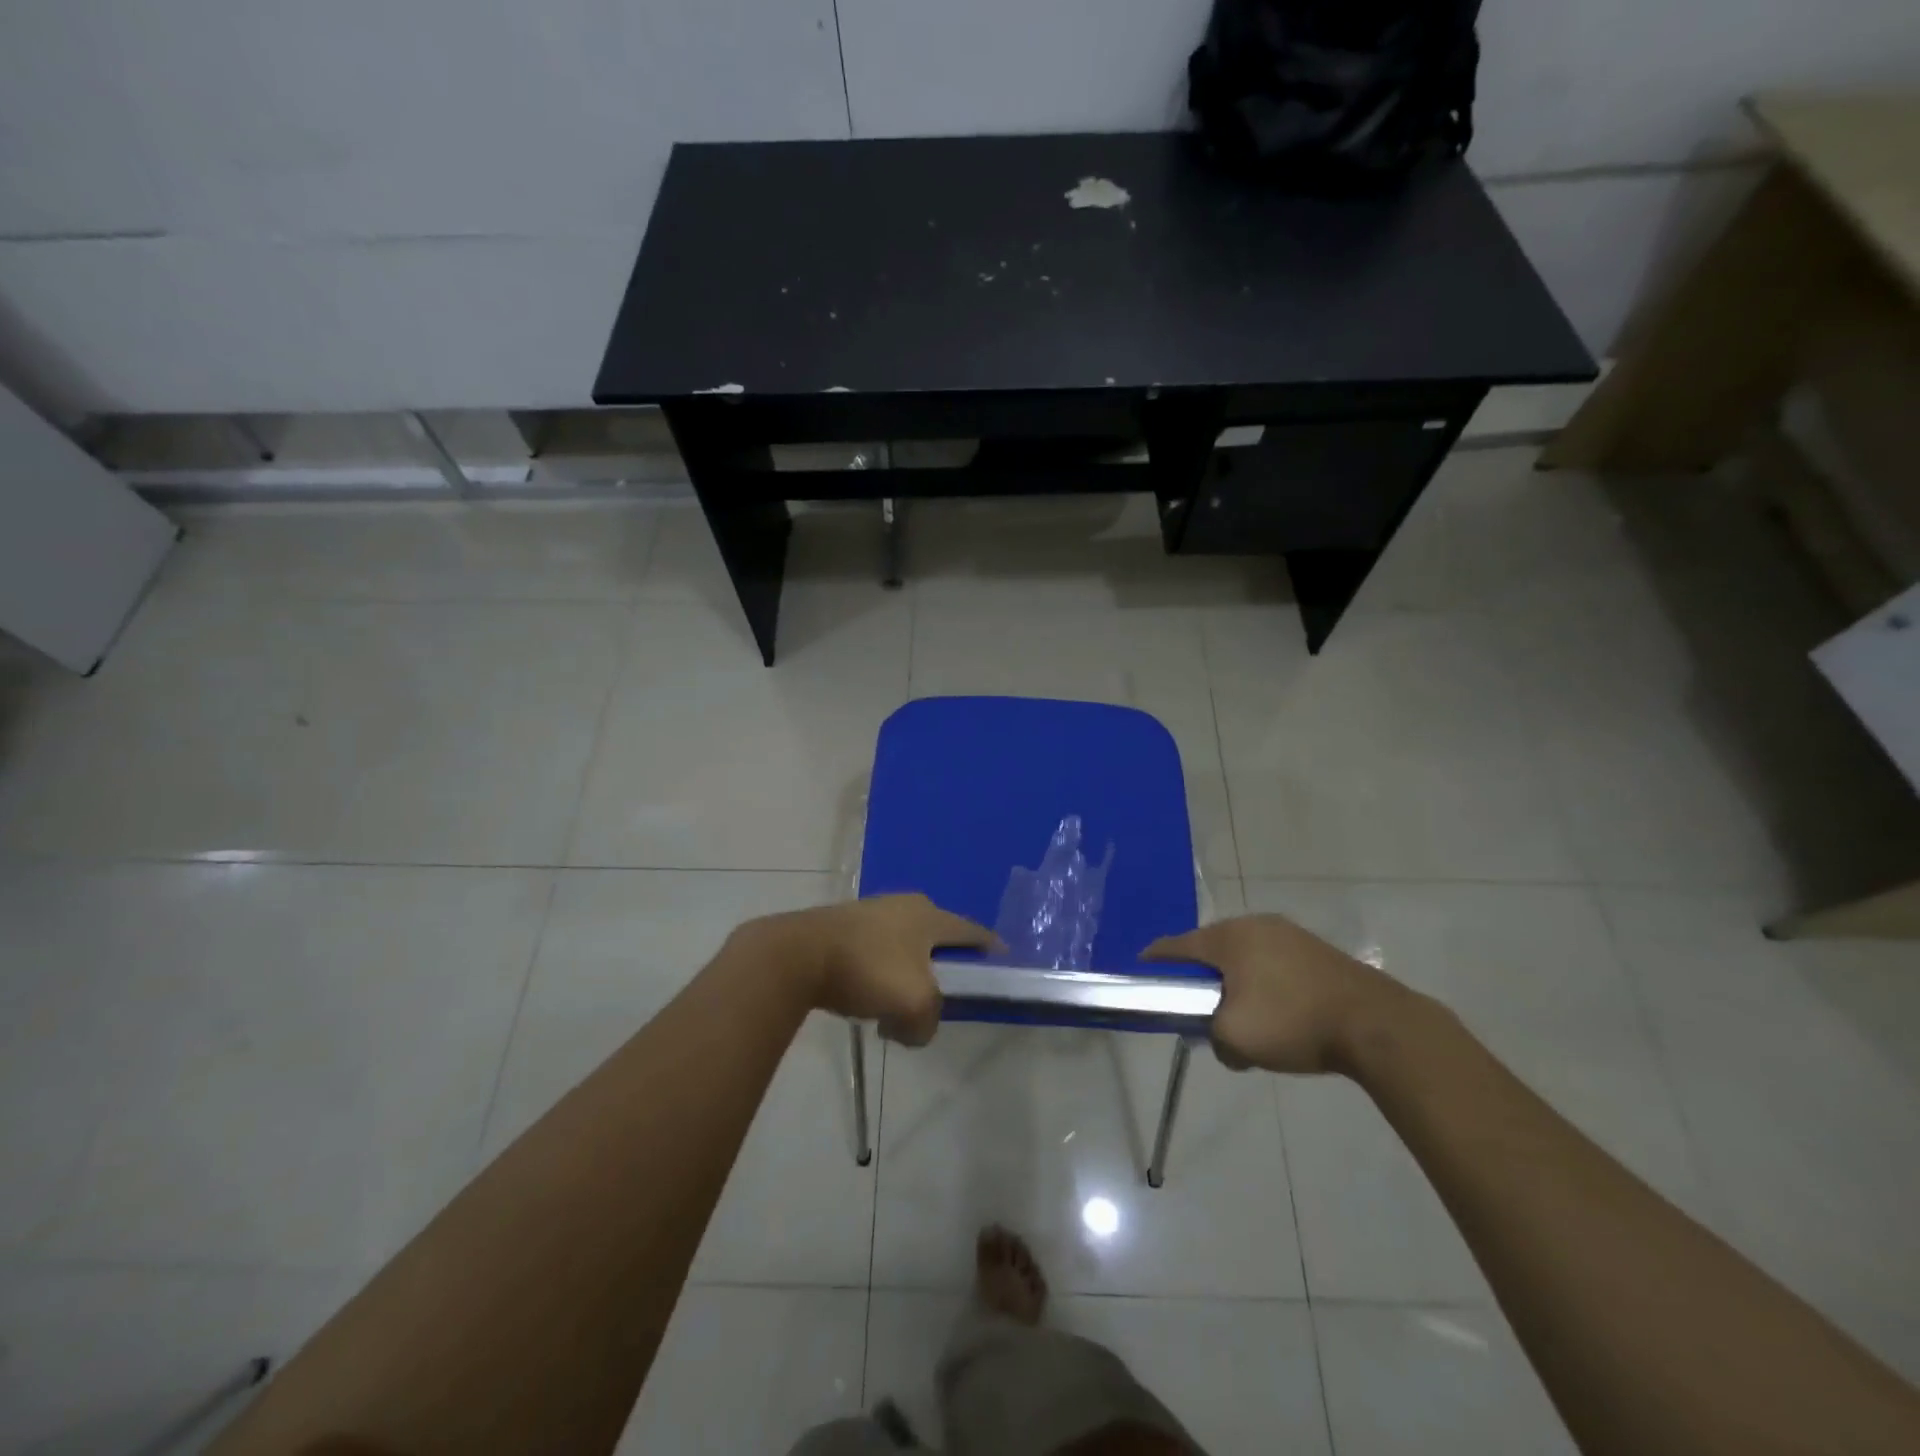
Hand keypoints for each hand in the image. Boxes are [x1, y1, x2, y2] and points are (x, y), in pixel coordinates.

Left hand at [738, 894, 998, 1045]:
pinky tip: (868, 998)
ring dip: (908, 974)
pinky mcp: (844, 925)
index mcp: (930, 916)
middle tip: (946, 994)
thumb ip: (927, 1023)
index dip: (990, 948)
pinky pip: (876, 952)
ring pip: (904, 947)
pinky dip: (880, 974)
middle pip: (937, 938)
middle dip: (944, 966)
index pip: (972, 931)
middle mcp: (905, 905)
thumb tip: (915, 1029)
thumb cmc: (868, 970)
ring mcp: (872, 912)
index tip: (1002, 964)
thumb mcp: (914, 1005)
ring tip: (901, 1004)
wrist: (798, 954)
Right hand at [1144, 913, 1414, 1073]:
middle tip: (1195, 1005)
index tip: (1141, 975)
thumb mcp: (1235, 1038)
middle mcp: (1253, 924)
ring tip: (1237, 1012)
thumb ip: (1211, 1036)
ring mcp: (1287, 933)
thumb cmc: (1293, 1022)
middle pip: (1209, 947)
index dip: (1154, 961)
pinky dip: (1262, 980)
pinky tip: (1273, 1009)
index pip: (1175, 945)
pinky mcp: (1313, 948)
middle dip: (1198, 975)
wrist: (1375, 1023)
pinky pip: (1271, 960)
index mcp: (1227, 938)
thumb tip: (1219, 1038)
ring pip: (1243, 954)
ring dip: (1233, 979)